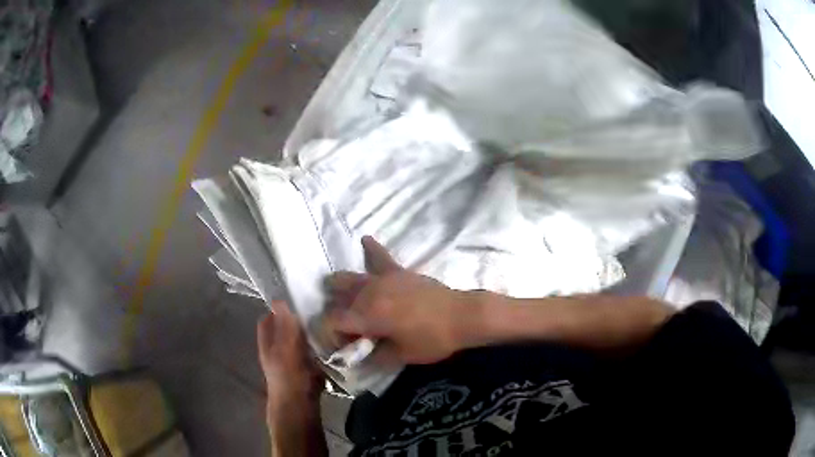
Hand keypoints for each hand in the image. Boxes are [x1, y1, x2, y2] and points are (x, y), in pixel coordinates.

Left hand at [257, 301, 323, 414]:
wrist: (300, 405)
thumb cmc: (289, 375)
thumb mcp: (286, 347)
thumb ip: (284, 325)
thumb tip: (279, 300)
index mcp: (267, 342)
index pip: (269, 318)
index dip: (279, 308)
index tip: (297, 299)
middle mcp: (277, 349)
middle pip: (285, 328)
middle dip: (298, 320)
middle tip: (316, 309)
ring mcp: (291, 360)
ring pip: (299, 339)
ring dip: (310, 332)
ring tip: (327, 321)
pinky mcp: (306, 369)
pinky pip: (312, 352)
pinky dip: (319, 346)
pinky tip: (331, 341)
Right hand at [327, 236, 468, 365]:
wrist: (462, 316)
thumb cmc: (432, 339)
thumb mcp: (401, 356)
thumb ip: (374, 356)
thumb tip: (360, 355)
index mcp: (366, 315)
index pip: (330, 321)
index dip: (330, 335)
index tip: (344, 347)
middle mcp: (367, 293)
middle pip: (336, 297)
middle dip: (335, 313)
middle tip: (350, 328)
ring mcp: (382, 279)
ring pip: (348, 276)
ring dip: (341, 288)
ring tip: (344, 298)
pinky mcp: (398, 271)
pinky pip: (380, 256)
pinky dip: (371, 250)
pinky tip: (365, 239)